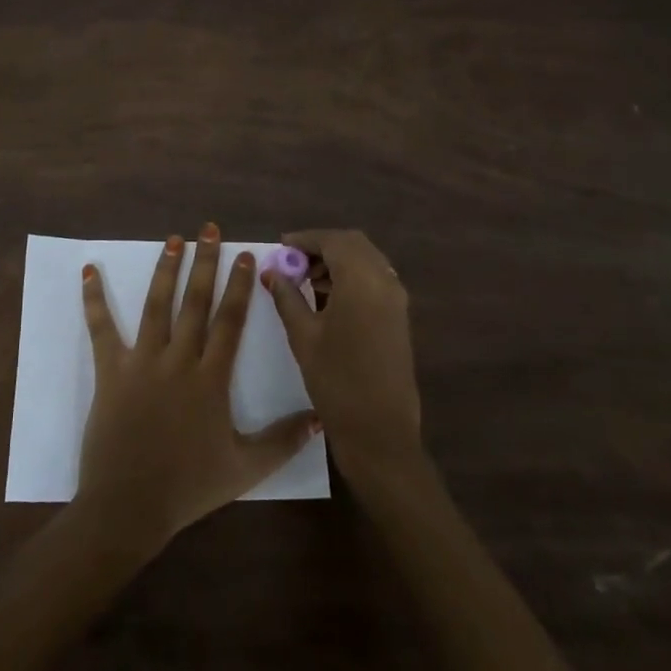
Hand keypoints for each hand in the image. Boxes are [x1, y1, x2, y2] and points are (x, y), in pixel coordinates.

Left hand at [77, 224, 320, 552]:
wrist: (129, 506)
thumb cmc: (189, 487)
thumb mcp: (246, 468)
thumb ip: (284, 440)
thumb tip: (319, 416)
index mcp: (211, 378)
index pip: (230, 321)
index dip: (239, 285)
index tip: (245, 255)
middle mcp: (179, 360)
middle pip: (195, 302)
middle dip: (204, 262)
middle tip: (208, 229)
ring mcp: (142, 362)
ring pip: (156, 305)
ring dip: (165, 269)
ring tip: (172, 239)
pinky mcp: (110, 371)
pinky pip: (101, 329)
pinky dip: (93, 299)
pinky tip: (89, 271)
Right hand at [265, 230, 422, 480]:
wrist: (380, 431)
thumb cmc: (336, 381)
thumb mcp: (303, 336)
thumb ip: (287, 297)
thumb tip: (271, 272)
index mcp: (362, 281)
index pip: (333, 241)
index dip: (305, 239)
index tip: (280, 247)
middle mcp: (385, 281)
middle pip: (353, 244)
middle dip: (322, 247)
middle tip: (292, 263)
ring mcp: (396, 299)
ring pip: (366, 260)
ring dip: (337, 261)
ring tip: (305, 281)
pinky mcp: (399, 316)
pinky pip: (375, 279)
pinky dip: (351, 277)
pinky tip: (327, 298)